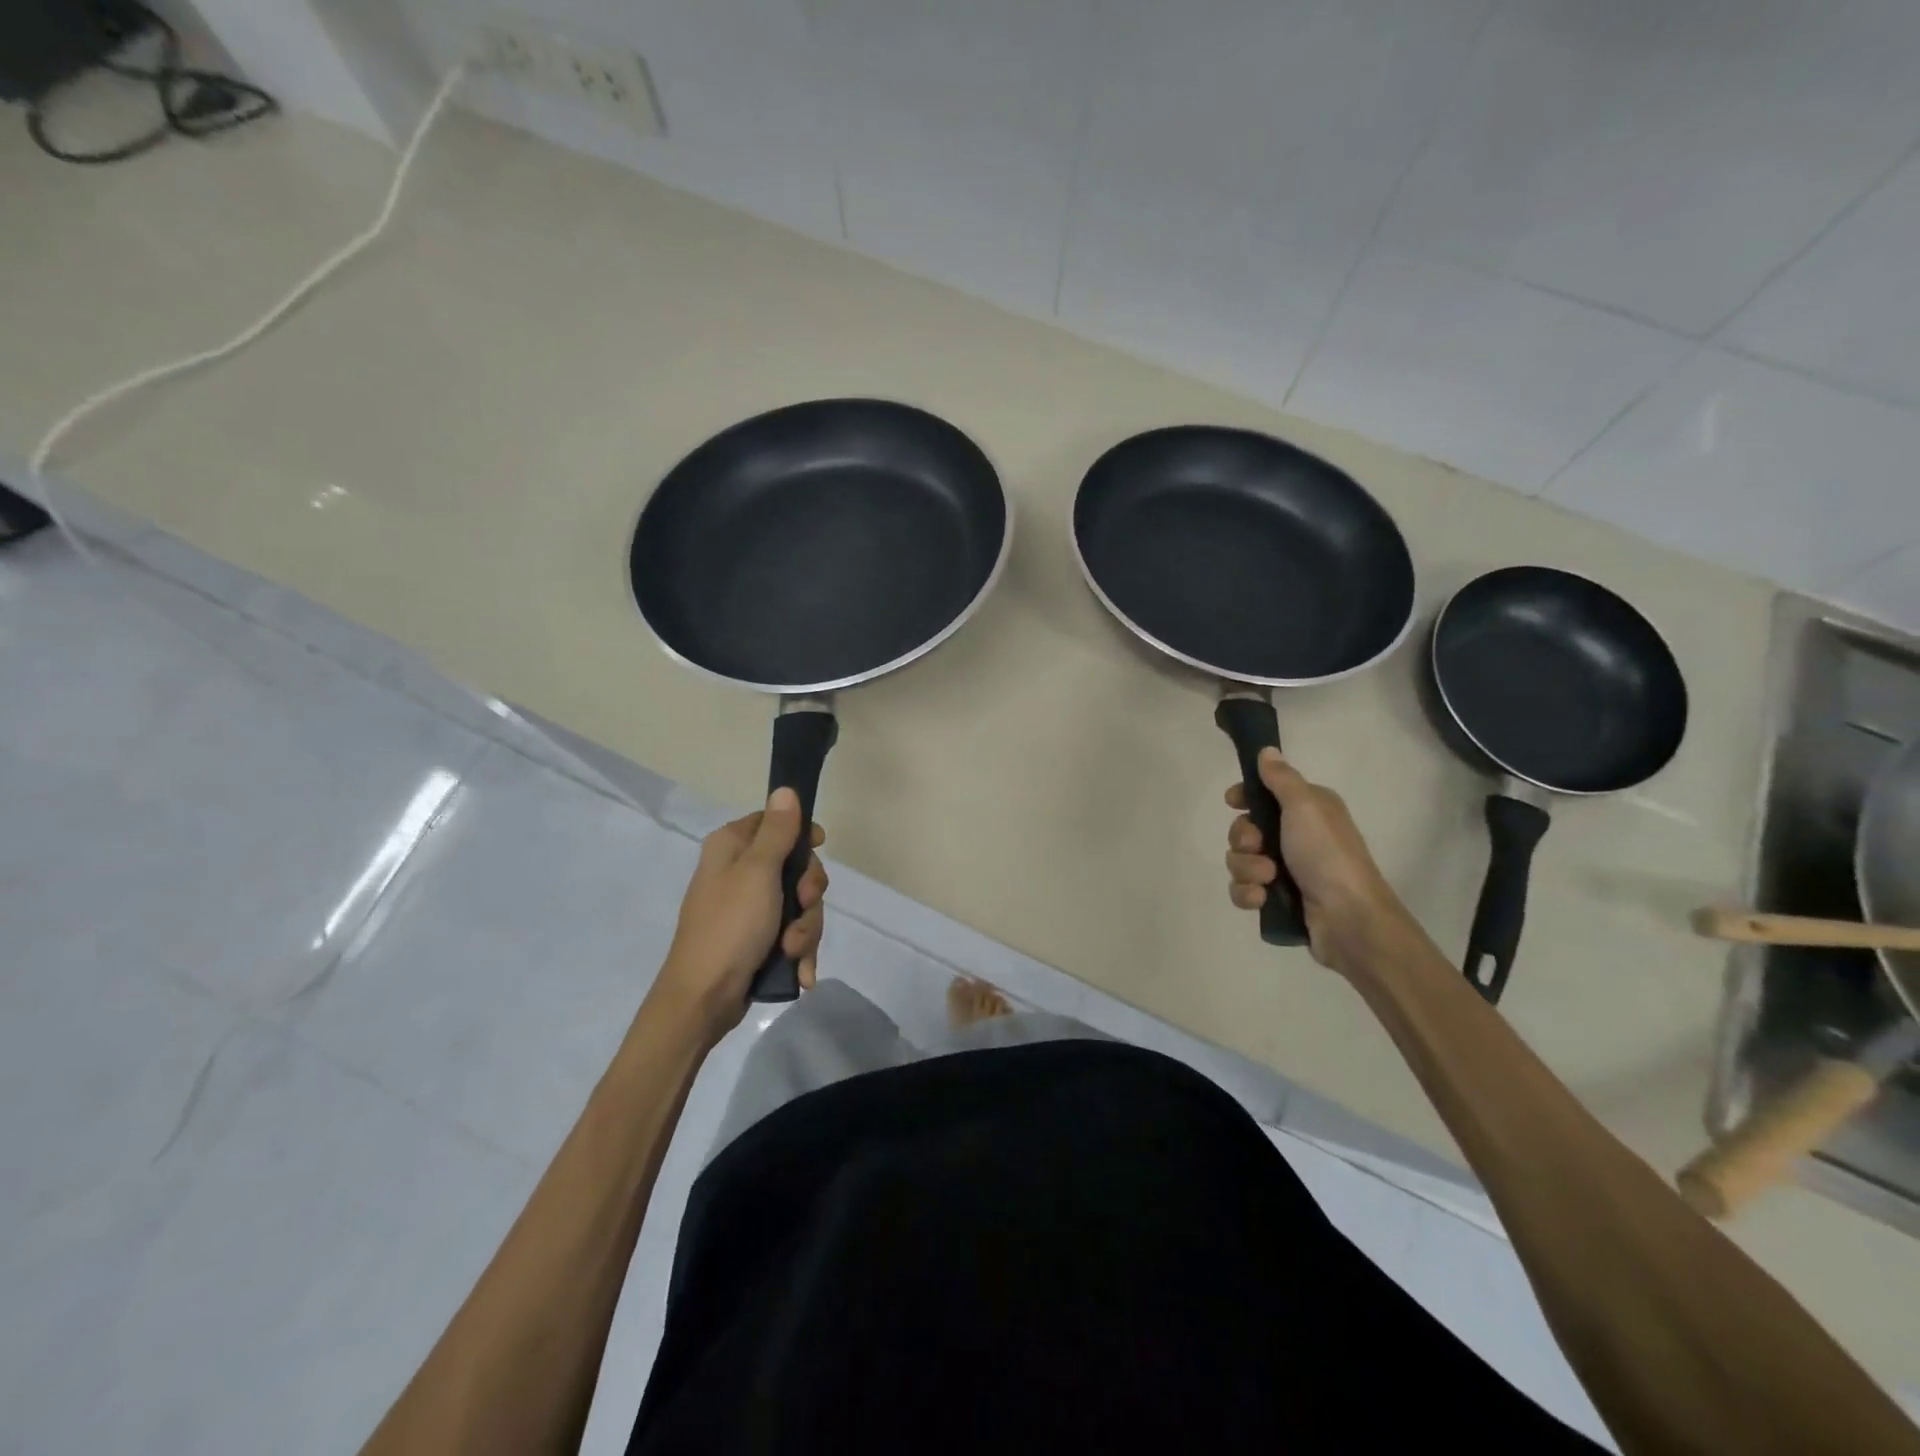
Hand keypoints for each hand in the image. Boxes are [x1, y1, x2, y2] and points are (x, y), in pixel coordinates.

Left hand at [647, 788, 827, 1041]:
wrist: (703, 999)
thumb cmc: (729, 927)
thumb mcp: (757, 873)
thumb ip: (777, 831)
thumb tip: (784, 788)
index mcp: (731, 847)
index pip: (775, 821)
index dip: (801, 835)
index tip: (818, 848)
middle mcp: (739, 872)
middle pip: (795, 866)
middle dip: (808, 893)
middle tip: (801, 906)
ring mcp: (749, 908)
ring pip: (799, 904)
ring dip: (804, 928)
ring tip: (792, 951)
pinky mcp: (757, 939)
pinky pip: (792, 933)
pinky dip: (799, 951)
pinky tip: (800, 971)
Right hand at [1225, 748, 1413, 973]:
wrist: (1348, 918)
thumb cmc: (1327, 854)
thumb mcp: (1305, 805)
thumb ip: (1281, 778)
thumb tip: (1267, 751)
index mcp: (1307, 810)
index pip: (1264, 794)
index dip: (1245, 797)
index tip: (1233, 801)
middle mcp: (1296, 837)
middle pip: (1245, 829)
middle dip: (1243, 839)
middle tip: (1257, 846)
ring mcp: (1286, 871)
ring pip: (1240, 861)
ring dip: (1246, 868)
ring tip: (1267, 879)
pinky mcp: (1277, 900)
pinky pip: (1243, 890)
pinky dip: (1248, 894)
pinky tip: (1261, 899)